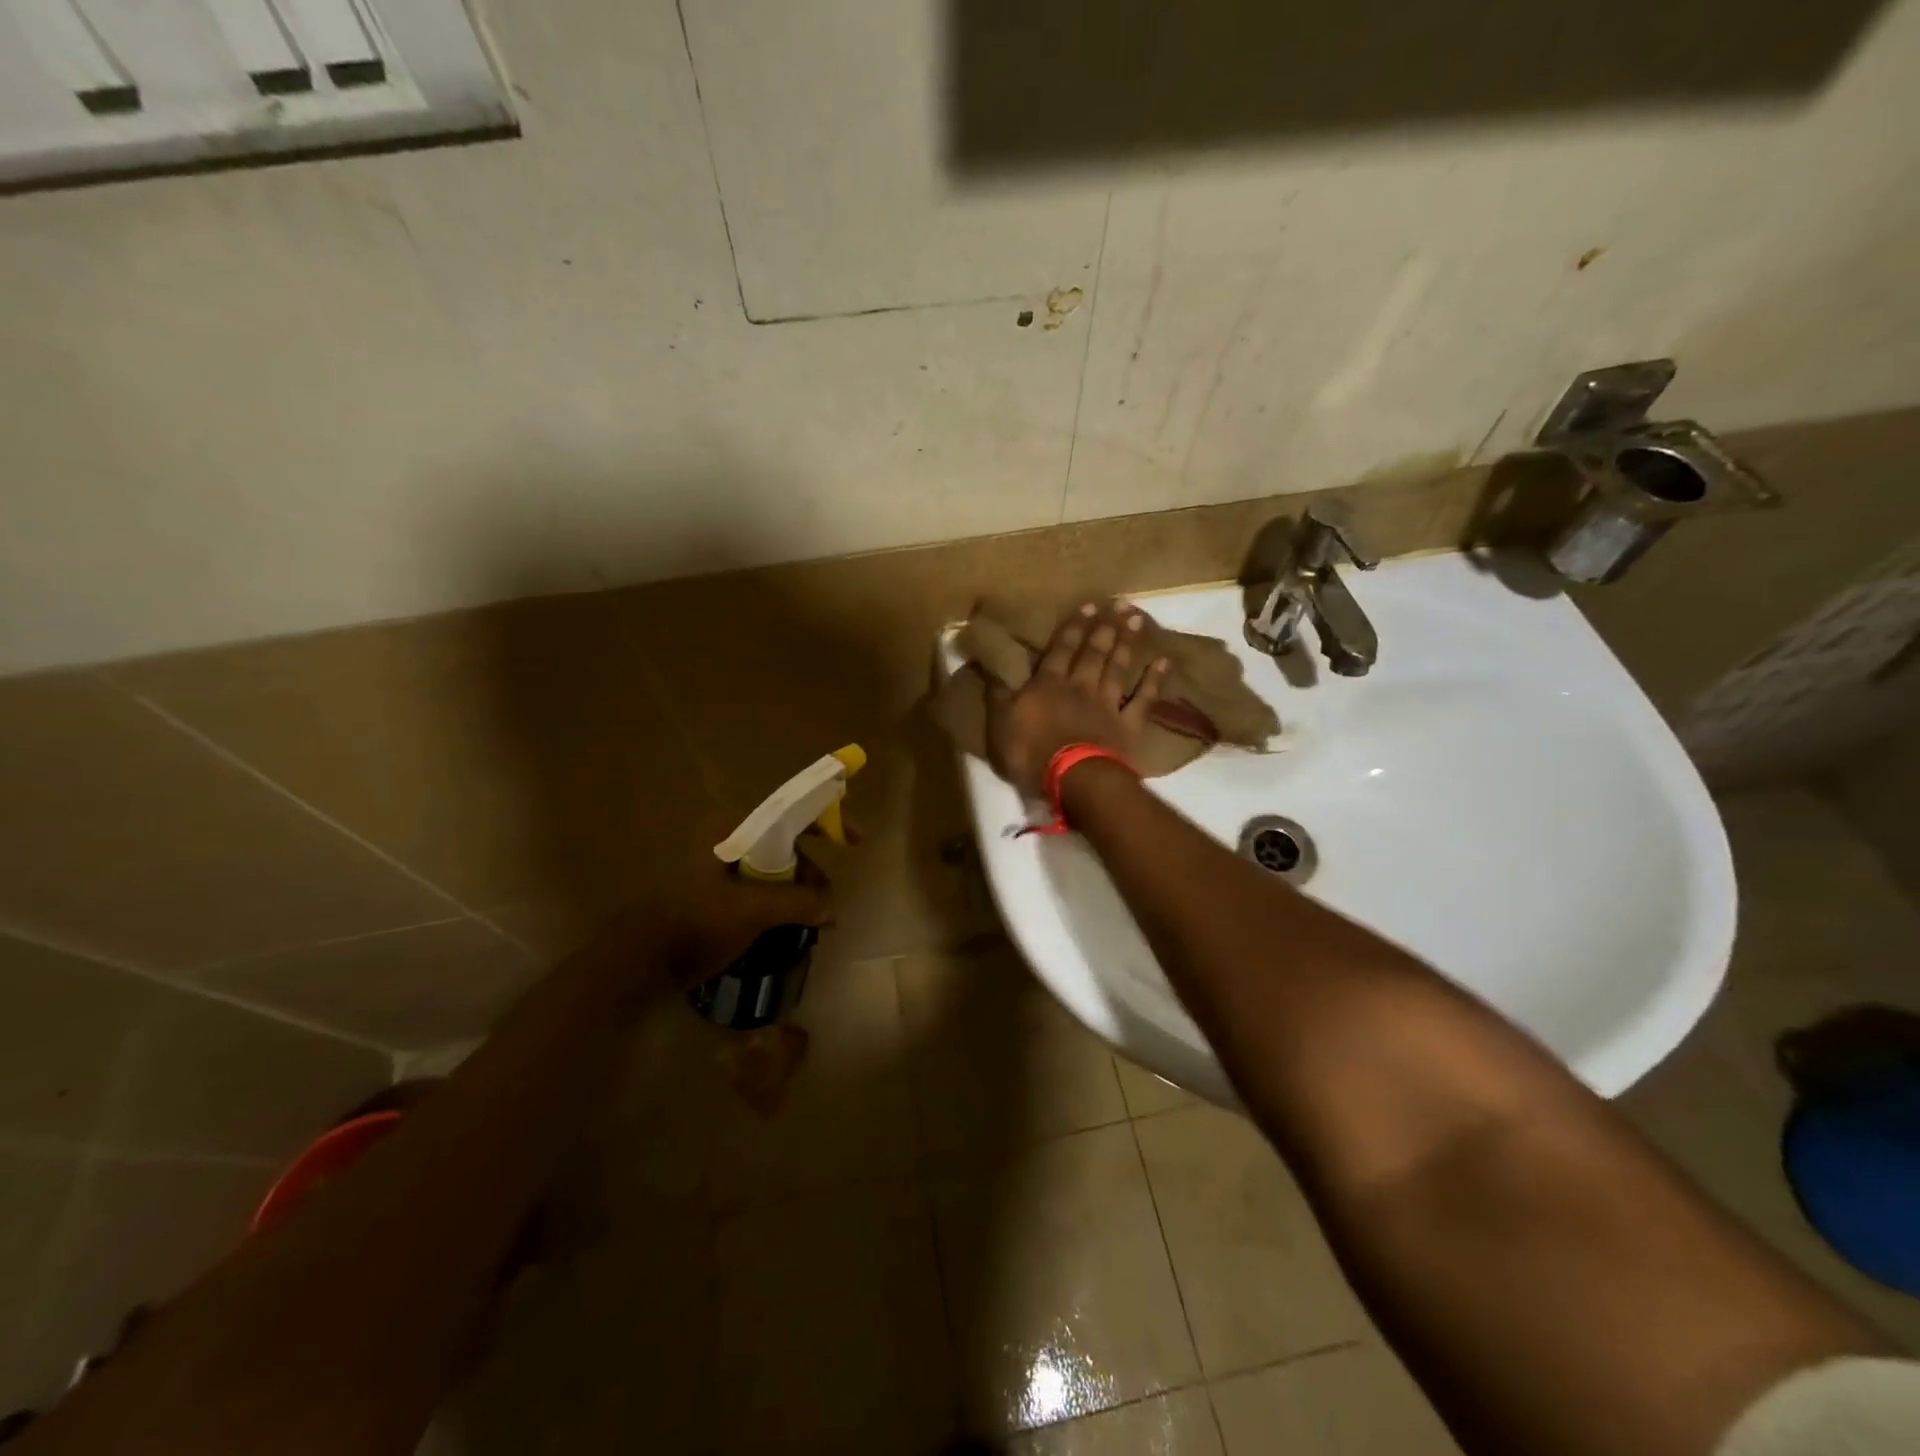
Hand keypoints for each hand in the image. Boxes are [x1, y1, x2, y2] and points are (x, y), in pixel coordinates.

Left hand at [582, 820, 832, 995]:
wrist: (638, 961)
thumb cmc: (695, 923)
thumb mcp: (753, 910)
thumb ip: (798, 902)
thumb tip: (831, 906)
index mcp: (732, 830)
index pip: (790, 813)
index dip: (827, 820)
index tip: (856, 840)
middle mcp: (727, 841)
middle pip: (786, 844)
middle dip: (812, 871)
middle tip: (828, 901)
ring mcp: (720, 869)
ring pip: (775, 870)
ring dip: (799, 892)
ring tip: (815, 923)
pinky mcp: (715, 895)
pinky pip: (760, 890)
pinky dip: (781, 904)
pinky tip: (792, 928)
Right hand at [987, 600, 1169, 796]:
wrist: (1073, 778)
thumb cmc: (1031, 752)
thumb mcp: (1001, 724)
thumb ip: (998, 695)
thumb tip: (987, 666)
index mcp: (1048, 685)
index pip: (1060, 650)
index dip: (1073, 628)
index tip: (1088, 605)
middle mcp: (1080, 687)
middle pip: (1093, 653)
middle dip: (1104, 627)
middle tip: (1119, 603)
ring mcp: (1107, 705)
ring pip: (1117, 668)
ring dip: (1126, 643)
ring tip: (1136, 619)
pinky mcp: (1128, 725)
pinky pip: (1144, 699)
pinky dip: (1153, 681)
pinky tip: (1162, 662)